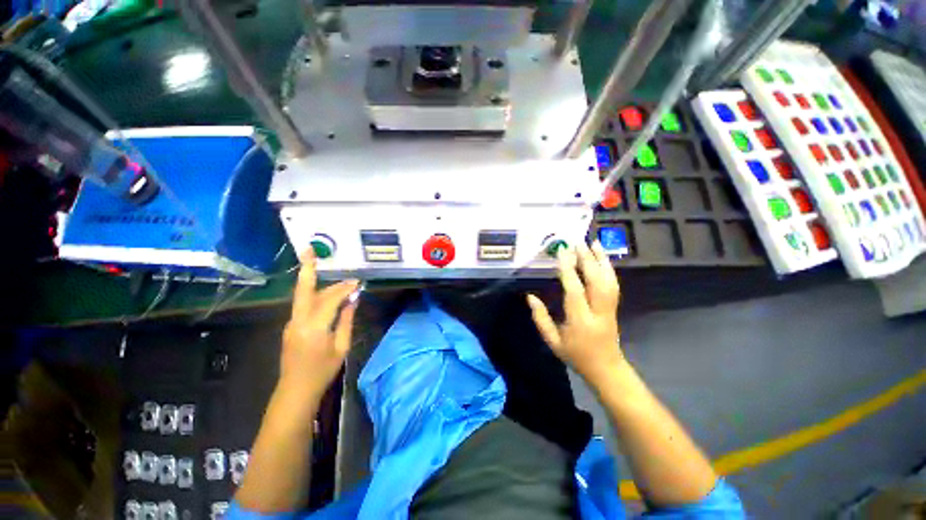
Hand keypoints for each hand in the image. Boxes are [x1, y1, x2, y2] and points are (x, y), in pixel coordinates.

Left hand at [279, 249, 359, 400]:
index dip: (344, 288)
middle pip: (305, 290)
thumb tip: (353, 300)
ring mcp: (291, 323)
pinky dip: (316, 296)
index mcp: (314, 327)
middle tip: (314, 253)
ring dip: (318, 284)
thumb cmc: (323, 371)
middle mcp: (298, 320)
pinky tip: (328, 295)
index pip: (330, 299)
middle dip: (309, 270)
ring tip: (332, 275)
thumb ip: (346, 320)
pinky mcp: (291, 326)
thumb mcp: (341, 347)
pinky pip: (304, 305)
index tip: (357, 282)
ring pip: (304, 296)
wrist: (295, 390)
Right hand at [527, 242, 623, 387]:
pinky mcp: (614, 306)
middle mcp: (598, 311)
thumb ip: (541, 318)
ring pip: (609, 280)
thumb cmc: (576, 355)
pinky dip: (609, 268)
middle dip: (587, 259)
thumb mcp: (553, 341)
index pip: (574, 290)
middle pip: (595, 281)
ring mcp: (609, 308)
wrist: (606, 368)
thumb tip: (530, 297)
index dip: (568, 270)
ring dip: (602, 260)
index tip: (563, 251)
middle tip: (577, 242)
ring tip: (594, 243)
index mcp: (580, 321)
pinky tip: (603, 258)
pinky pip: (613, 284)